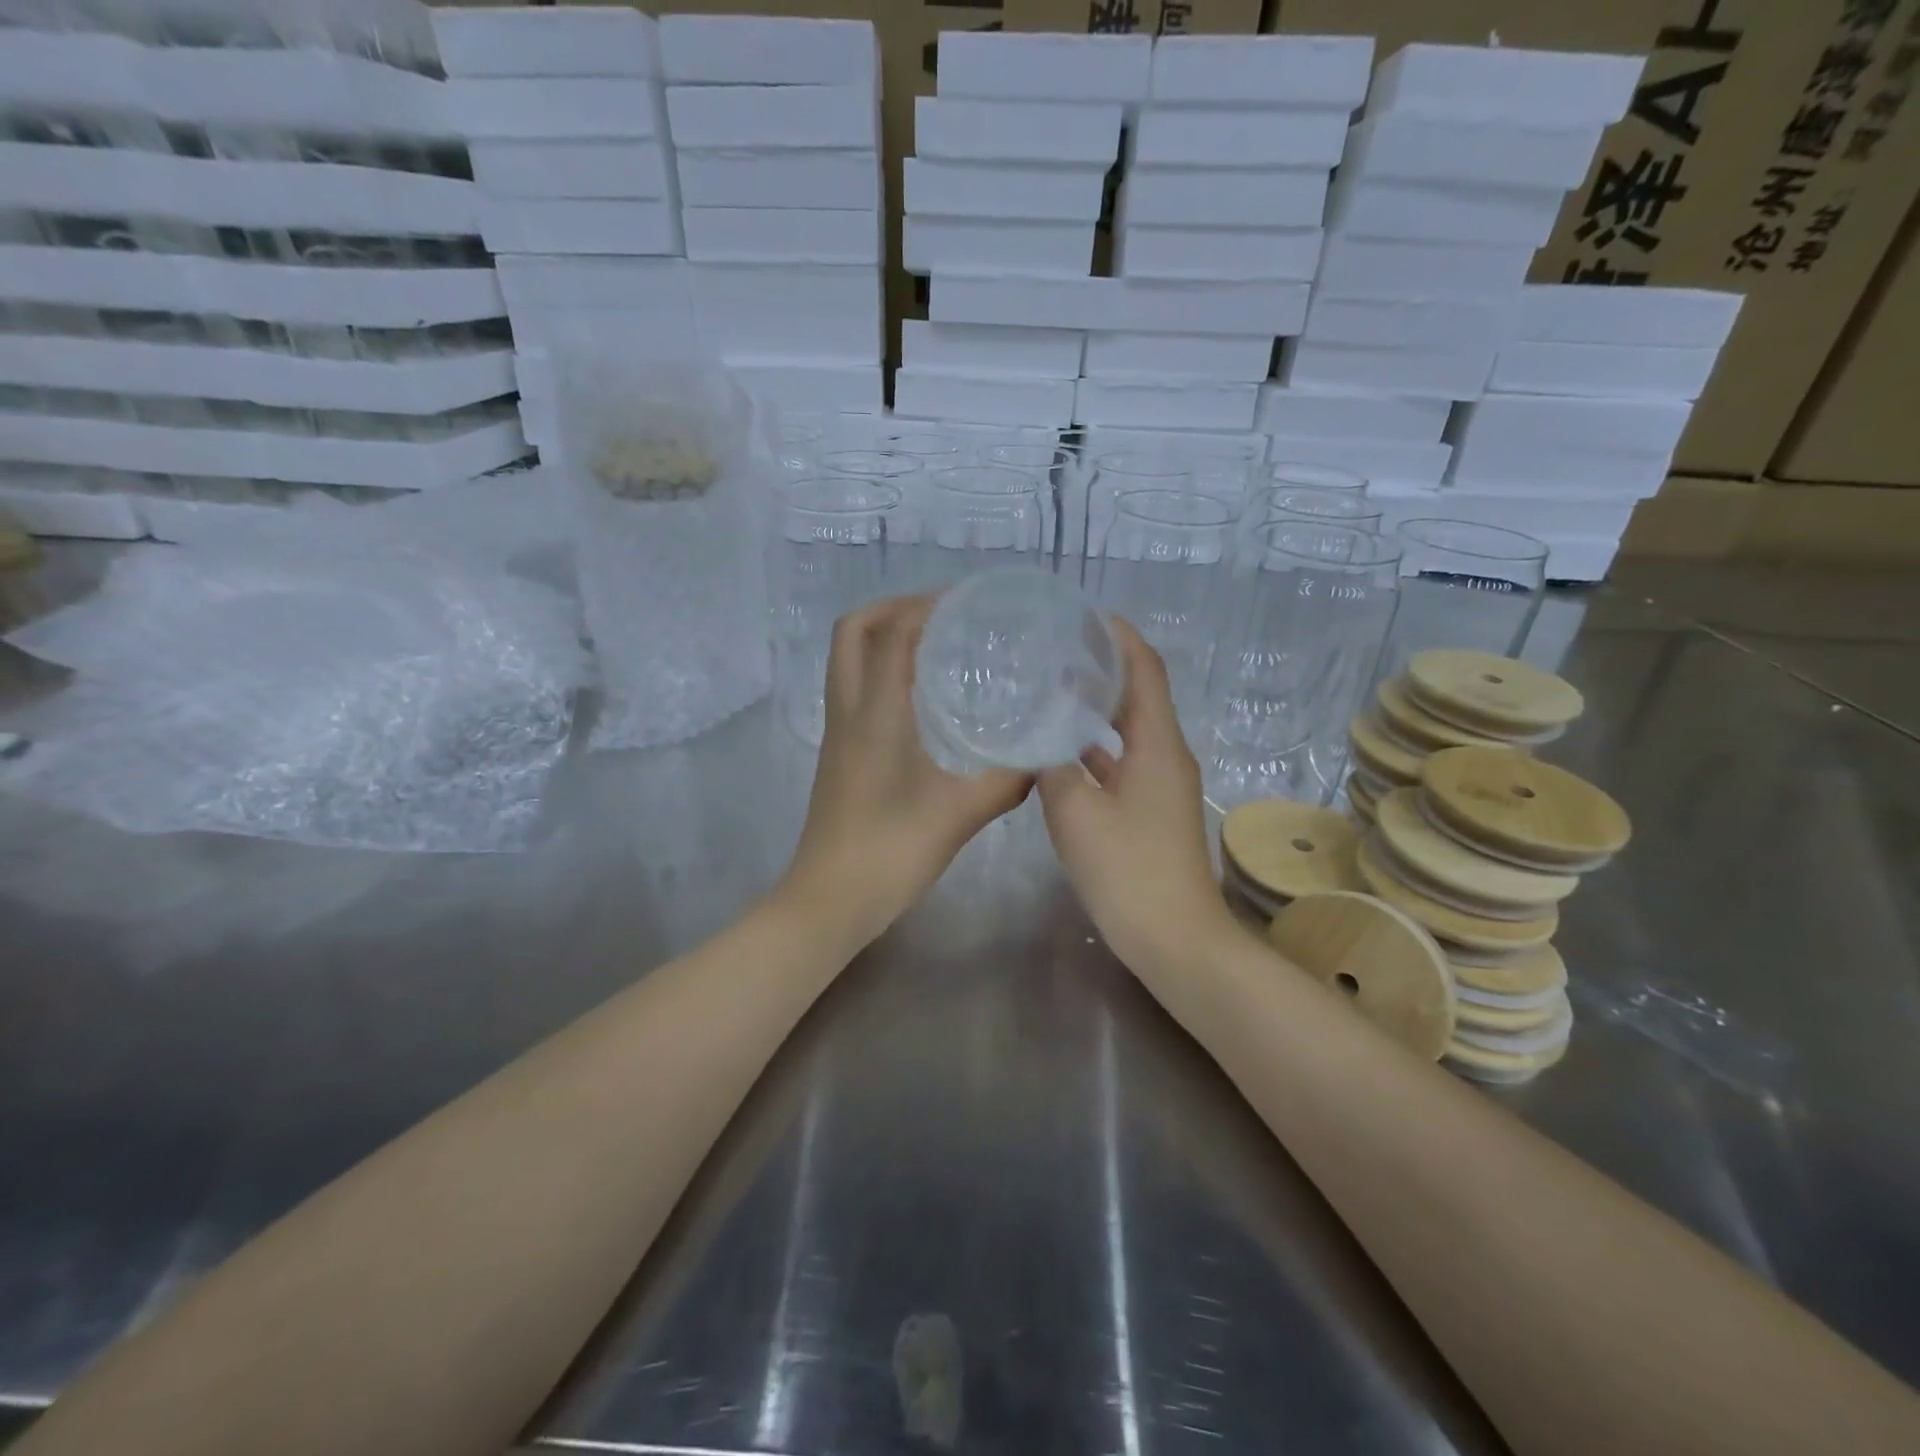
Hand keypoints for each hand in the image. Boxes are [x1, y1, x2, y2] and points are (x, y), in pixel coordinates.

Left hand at [776, 594, 1030, 947]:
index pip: (890, 634)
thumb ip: (1006, 782)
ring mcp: (838, 732)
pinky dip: (882, 670)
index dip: (924, 605)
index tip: (966, 601)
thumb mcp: (958, 815)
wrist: (830, 900)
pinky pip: (855, 688)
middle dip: (893, 609)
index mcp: (873, 715)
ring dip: (884, 637)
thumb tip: (1043, 757)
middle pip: (852, 632)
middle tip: (942, 615)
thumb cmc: (889, 853)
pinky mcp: (840, 752)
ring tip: (936, 645)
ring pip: (848, 659)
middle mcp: (848, 711)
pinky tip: (923, 698)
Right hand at [1037, 620, 1237, 969]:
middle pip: (1139, 695)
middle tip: (1056, 649)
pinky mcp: (1152, 810)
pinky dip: (1096, 747)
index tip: (1084, 616)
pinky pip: (1123, 762)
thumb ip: (1052, 765)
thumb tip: (1038, 735)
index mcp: (1157, 744)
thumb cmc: (1128, 870)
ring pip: (1129, 730)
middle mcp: (1166, 755)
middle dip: (1104, 666)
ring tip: (1052, 689)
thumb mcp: (1075, 812)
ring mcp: (1162, 785)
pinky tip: (1059, 751)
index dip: (1121, 637)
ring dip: (1097, 708)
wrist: (1175, 939)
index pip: (1146, 670)